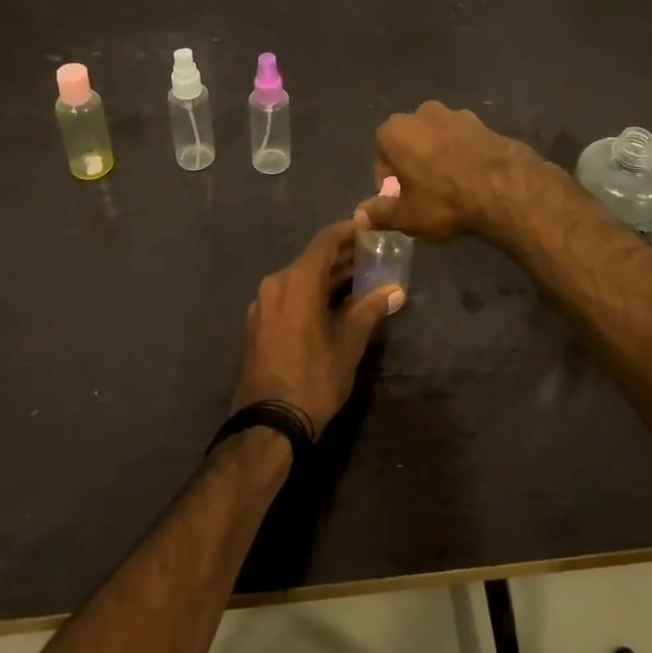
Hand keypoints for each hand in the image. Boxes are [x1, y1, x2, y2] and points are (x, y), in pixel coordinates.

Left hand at [231, 220, 396, 435]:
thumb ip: (369, 310)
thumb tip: (393, 290)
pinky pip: (288, 297)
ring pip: (300, 280)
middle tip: (371, 255)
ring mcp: (262, 305)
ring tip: (358, 279)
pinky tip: (331, 305)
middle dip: (342, 257)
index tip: (369, 228)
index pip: (325, 242)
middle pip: (312, 260)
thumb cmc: (314, 377)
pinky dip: (310, 294)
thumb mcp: (348, 343)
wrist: (269, 424)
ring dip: (327, 278)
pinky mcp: (258, 325)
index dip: (348, 231)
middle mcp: (275, 284)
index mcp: (296, 280)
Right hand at [355, 100, 543, 241]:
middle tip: (422, 194)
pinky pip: (462, 140)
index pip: (381, 153)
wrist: (503, 187)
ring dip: (437, 157)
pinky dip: (462, 155)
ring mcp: (455, 114)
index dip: (388, 178)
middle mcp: (421, 113)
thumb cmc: (443, 200)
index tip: (399, 198)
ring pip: (437, 138)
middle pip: (409, 141)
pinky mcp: (482, 122)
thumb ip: (379, 213)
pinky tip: (471, 179)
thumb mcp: (406, 216)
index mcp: (395, 130)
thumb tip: (359, 215)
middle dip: (412, 163)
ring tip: (449, 187)